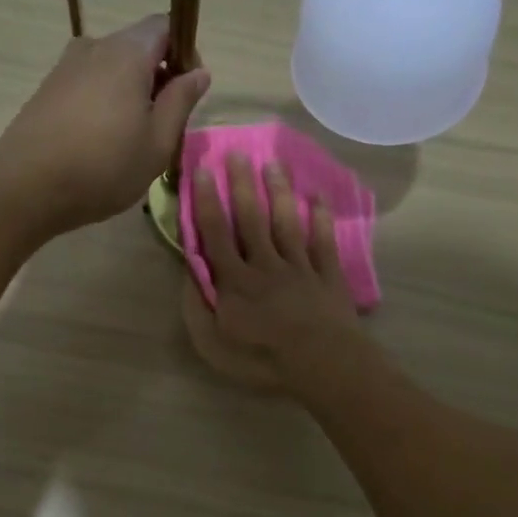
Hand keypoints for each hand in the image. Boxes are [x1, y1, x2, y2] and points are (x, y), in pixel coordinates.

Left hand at [0, 15, 209, 235]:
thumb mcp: (158, 142)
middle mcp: (93, 47)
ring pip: (110, 69)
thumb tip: (199, 72)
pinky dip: (102, 103)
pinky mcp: (46, 90)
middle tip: (162, 124)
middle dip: (157, 77)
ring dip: (128, 93)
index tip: (186, 92)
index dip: (184, 53)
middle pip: (136, 47)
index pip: (165, 26)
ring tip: (129, 139)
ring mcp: (65, 67)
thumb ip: (181, 101)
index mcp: (127, 53)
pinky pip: (87, 85)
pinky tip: (99, 142)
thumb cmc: (104, 167)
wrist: (27, 188)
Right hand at [182, 154, 364, 391]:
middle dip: (243, 184)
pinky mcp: (327, 276)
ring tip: (274, 163)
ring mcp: (299, 268)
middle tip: (238, 152)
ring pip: (286, 223)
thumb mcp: (213, 344)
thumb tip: (190, 274)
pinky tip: (319, 199)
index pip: (217, 234)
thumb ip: (197, 307)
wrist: (322, 364)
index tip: (205, 169)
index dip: (209, 201)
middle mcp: (265, 265)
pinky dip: (321, 220)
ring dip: (279, 192)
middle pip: (252, 219)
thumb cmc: (262, 359)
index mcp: (235, 280)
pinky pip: (323, 243)